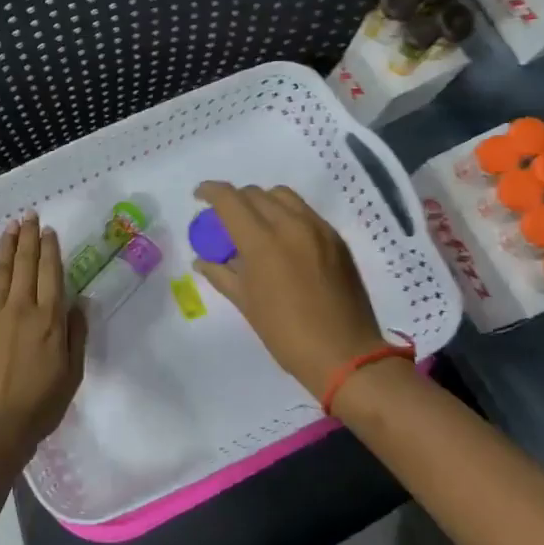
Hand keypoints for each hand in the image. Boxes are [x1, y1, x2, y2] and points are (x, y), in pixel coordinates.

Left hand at [0, 212, 87, 455]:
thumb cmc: (41, 404)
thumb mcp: (73, 372)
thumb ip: (76, 334)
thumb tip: (80, 302)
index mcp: (49, 319)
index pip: (50, 273)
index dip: (50, 249)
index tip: (48, 230)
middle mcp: (20, 309)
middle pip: (24, 265)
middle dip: (27, 237)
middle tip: (28, 216)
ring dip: (4, 247)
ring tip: (9, 227)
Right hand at [192, 182, 387, 395]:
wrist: (344, 353)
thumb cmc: (286, 333)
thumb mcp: (246, 304)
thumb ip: (221, 274)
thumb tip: (202, 260)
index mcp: (263, 242)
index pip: (230, 199)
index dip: (210, 191)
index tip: (199, 197)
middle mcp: (291, 225)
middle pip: (255, 193)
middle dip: (235, 199)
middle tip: (225, 219)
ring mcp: (318, 229)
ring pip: (283, 196)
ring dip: (262, 202)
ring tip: (255, 225)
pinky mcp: (336, 238)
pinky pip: (305, 212)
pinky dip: (286, 214)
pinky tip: (282, 239)